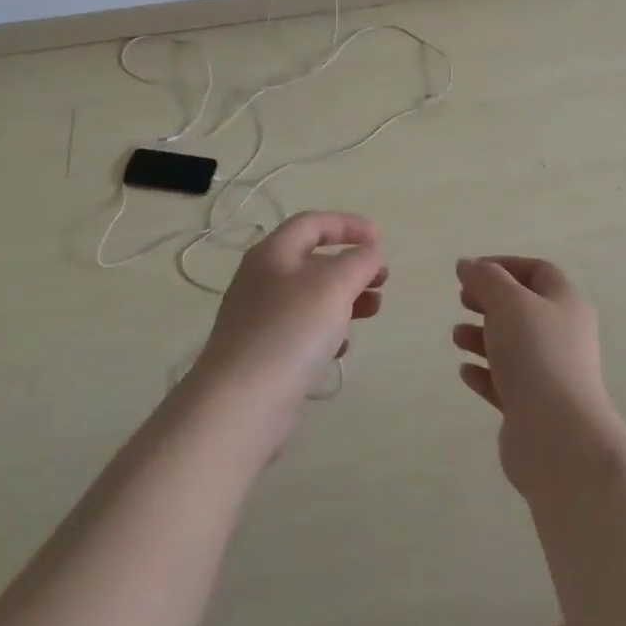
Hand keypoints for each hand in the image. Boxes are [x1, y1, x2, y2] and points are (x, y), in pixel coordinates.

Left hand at [190, 212, 385, 445]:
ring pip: (311, 297)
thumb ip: (358, 261)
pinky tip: (340, 348)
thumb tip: (369, 252)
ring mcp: (260, 319)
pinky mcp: (264, 353)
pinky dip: (327, 330)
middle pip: (313, 261)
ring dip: (346, 298)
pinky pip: (302, 330)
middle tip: (382, 280)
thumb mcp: (334, 285)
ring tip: (373, 310)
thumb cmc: (291, 330)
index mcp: (273, 254)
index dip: (347, 224)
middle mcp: (262, 280)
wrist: (242, 403)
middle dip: (352, 266)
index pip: (312, 223)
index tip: (379, 239)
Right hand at [453, 256, 623, 496]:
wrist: (557, 434)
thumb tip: (467, 264)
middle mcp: (563, 335)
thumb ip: (485, 278)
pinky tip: (465, 372)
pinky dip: (485, 373)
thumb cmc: (536, 353)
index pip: (538, 272)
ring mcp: (550, 373)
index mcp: (566, 303)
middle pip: (524, 308)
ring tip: (456, 337)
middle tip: (462, 300)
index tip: (470, 271)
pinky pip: (506, 382)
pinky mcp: (534, 407)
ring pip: (513, 346)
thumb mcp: (508, 302)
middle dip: (490, 301)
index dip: (504, 266)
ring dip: (482, 337)